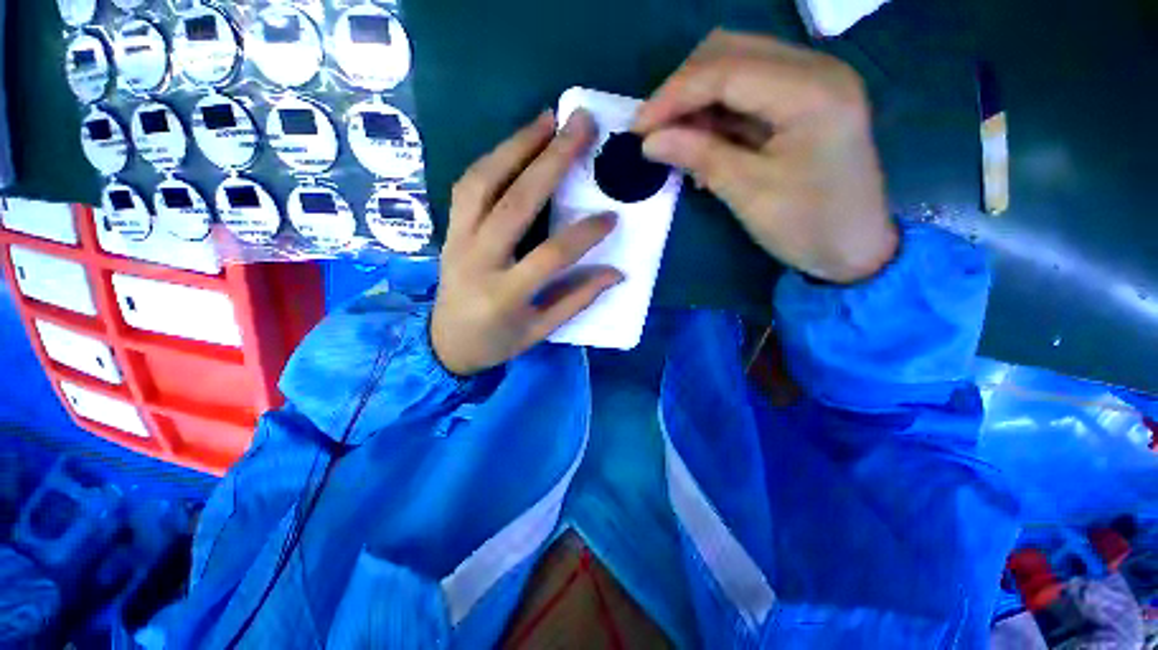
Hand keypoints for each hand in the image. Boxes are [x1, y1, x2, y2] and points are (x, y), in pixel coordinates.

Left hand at [431, 110, 622, 375]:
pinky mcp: (449, 230)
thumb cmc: (497, 342)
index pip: (551, 256)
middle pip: (515, 203)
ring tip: (548, 120)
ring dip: (516, 146)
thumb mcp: (541, 331)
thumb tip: (616, 273)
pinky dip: (492, 160)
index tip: (612, 216)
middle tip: (580, 126)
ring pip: (483, 183)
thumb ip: (577, 299)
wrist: (444, 344)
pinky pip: (468, 186)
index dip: (584, 234)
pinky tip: (516, 145)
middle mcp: (478, 261)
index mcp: (505, 296)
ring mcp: (457, 241)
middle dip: (551, 161)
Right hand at [634, 30, 897, 283]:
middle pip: (730, 52)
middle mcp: (815, 69)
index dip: (673, 95)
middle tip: (653, 131)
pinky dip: (716, 113)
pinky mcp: (803, 101)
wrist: (855, 249)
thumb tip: (649, 141)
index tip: (637, 128)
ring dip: (696, 100)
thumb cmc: (807, 226)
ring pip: (735, 67)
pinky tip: (701, 144)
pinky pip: (747, 91)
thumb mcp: (748, 193)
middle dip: (682, 89)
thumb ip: (699, 156)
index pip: (725, 70)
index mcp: (810, 90)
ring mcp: (811, 82)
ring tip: (674, 141)